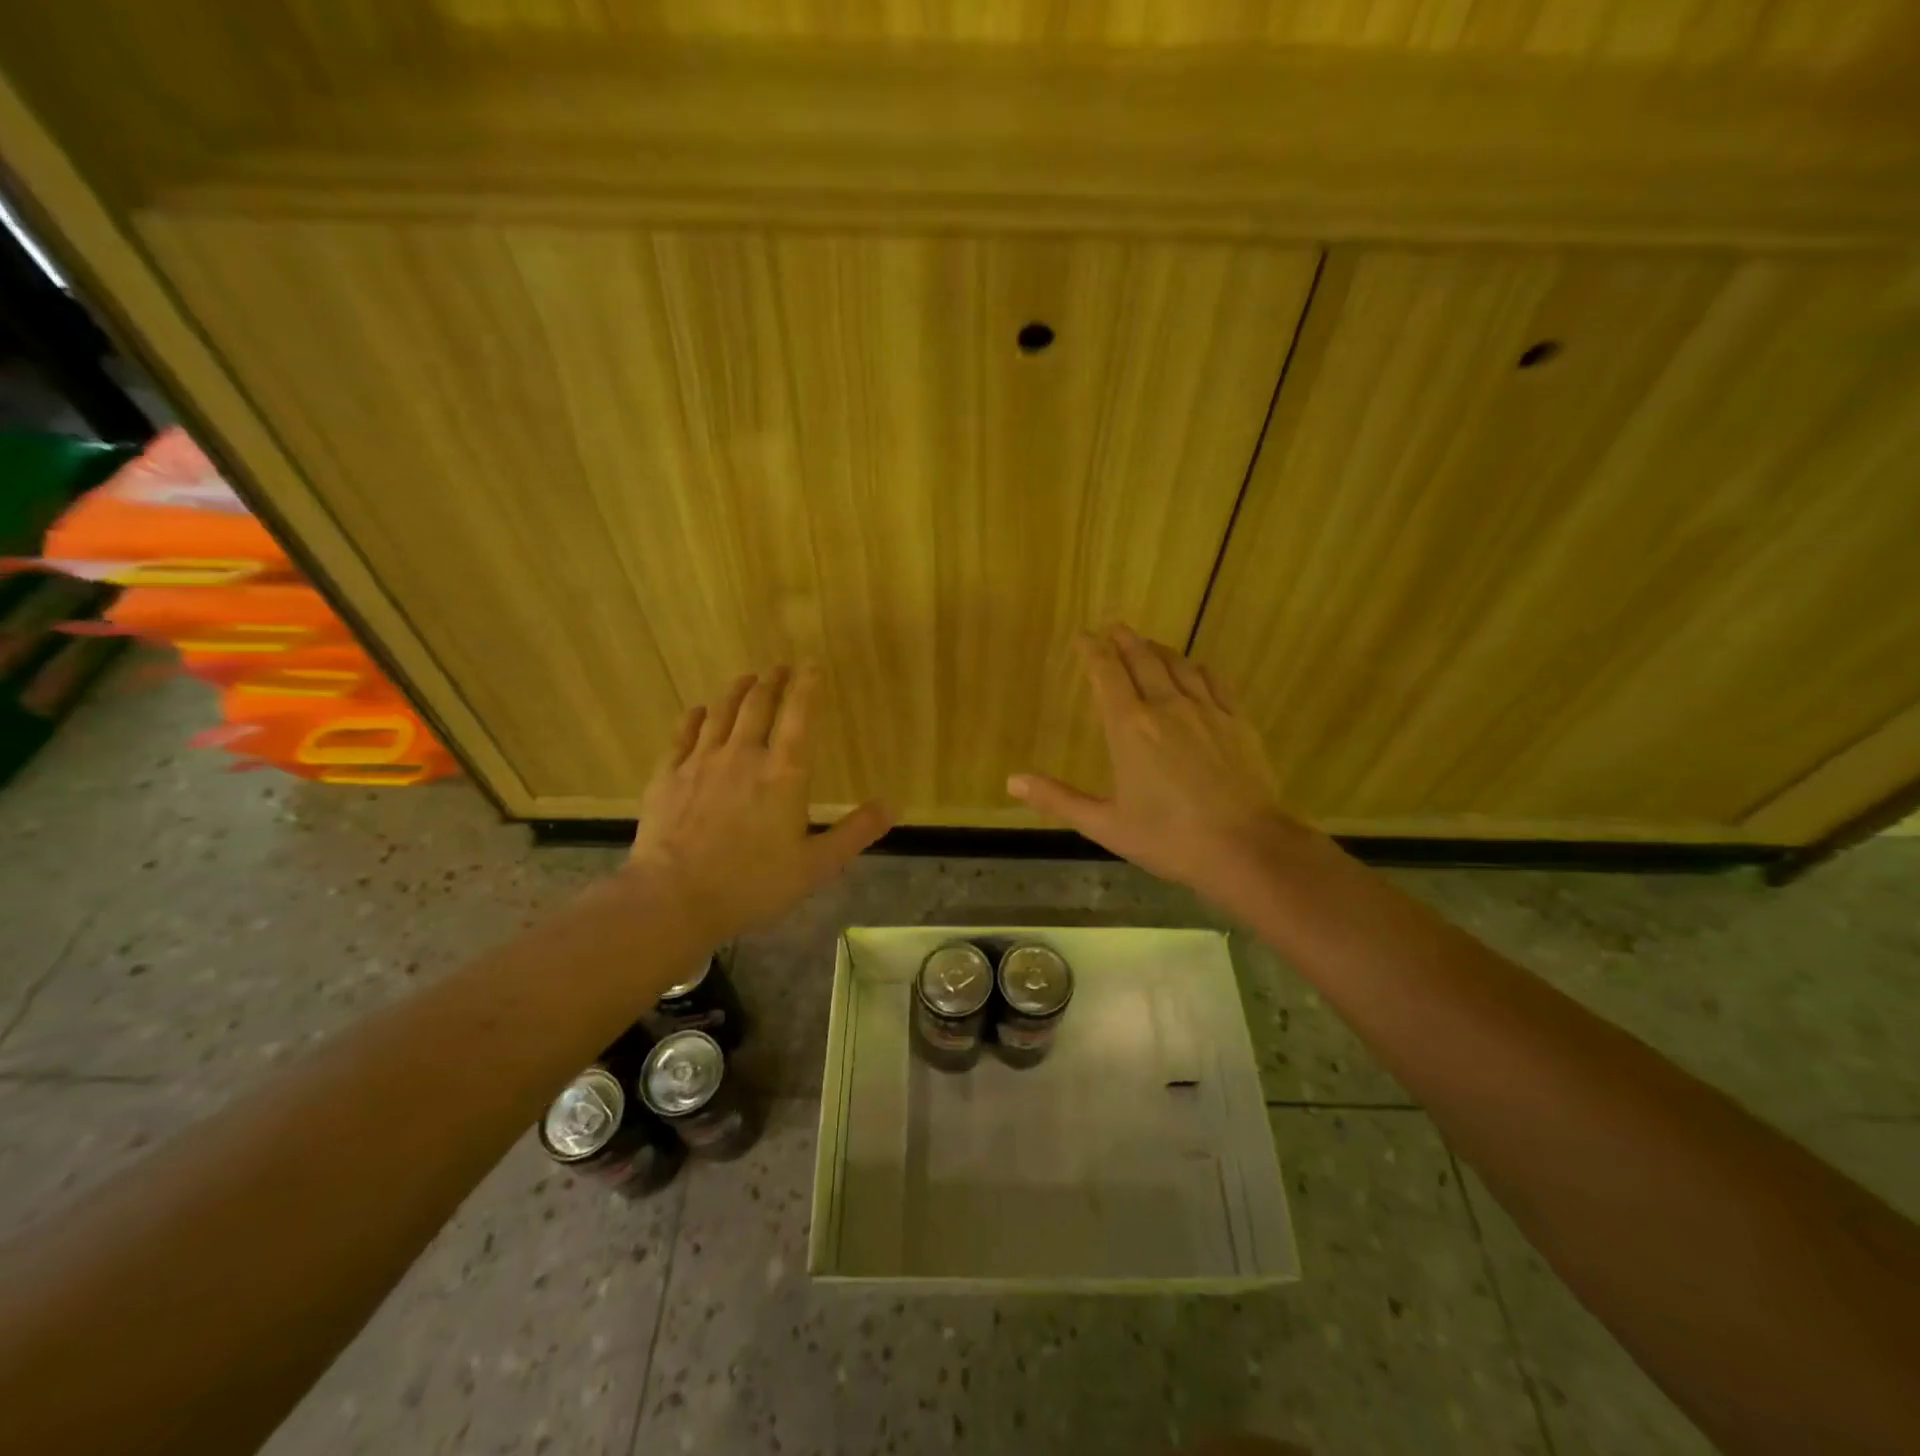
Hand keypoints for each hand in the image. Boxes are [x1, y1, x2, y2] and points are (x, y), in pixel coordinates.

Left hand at [625, 666, 890, 942]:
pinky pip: (683, 734)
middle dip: (772, 680)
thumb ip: (854, 832)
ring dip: (737, 690)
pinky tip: (699, 711)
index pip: (799, 715)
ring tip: (746, 678)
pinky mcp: (668, 775)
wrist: (674, 898)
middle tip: (779, 667)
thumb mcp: (816, 866)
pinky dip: (695, 716)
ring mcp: (701, 762)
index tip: (810, 665)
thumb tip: (892, 807)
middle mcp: (743, 755)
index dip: (806, 685)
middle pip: (758, 704)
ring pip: (721, 712)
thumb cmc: (753, 884)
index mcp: (784, 773)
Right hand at [1007, 625, 1319, 901]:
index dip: (1093, 651)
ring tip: (1148, 644)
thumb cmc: (1168, 838)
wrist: (1245, 848)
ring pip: (1179, 665)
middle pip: (1143, 659)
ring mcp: (1206, 710)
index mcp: (1130, 728)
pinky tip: (1194, 669)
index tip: (1084, 636)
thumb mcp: (1105, 825)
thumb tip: (1012, 781)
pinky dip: (1196, 668)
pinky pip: (1213, 681)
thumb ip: (1058, 799)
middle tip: (1114, 627)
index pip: (1107, 674)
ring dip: (1159, 649)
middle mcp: (1166, 707)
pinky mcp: (1237, 721)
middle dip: (1125, 640)